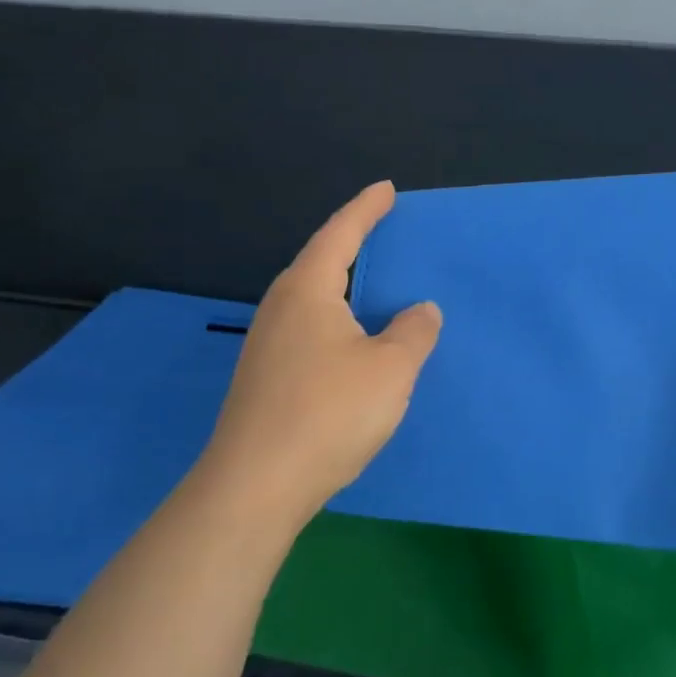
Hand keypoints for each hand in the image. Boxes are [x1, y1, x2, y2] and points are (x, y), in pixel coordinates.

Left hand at [197, 182, 441, 532]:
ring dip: (344, 286)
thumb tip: (420, 309)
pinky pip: (309, 329)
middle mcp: (281, 308)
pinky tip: (353, 341)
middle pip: (320, 262)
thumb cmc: (328, 413)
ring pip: (313, 299)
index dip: (366, 209)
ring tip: (373, 285)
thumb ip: (413, 332)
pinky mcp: (266, 377)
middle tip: (383, 232)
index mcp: (309, 291)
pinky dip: (337, 320)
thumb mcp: (390, 369)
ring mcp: (268, 344)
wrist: (254, 486)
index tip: (386, 189)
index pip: (341, 234)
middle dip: (352, 244)